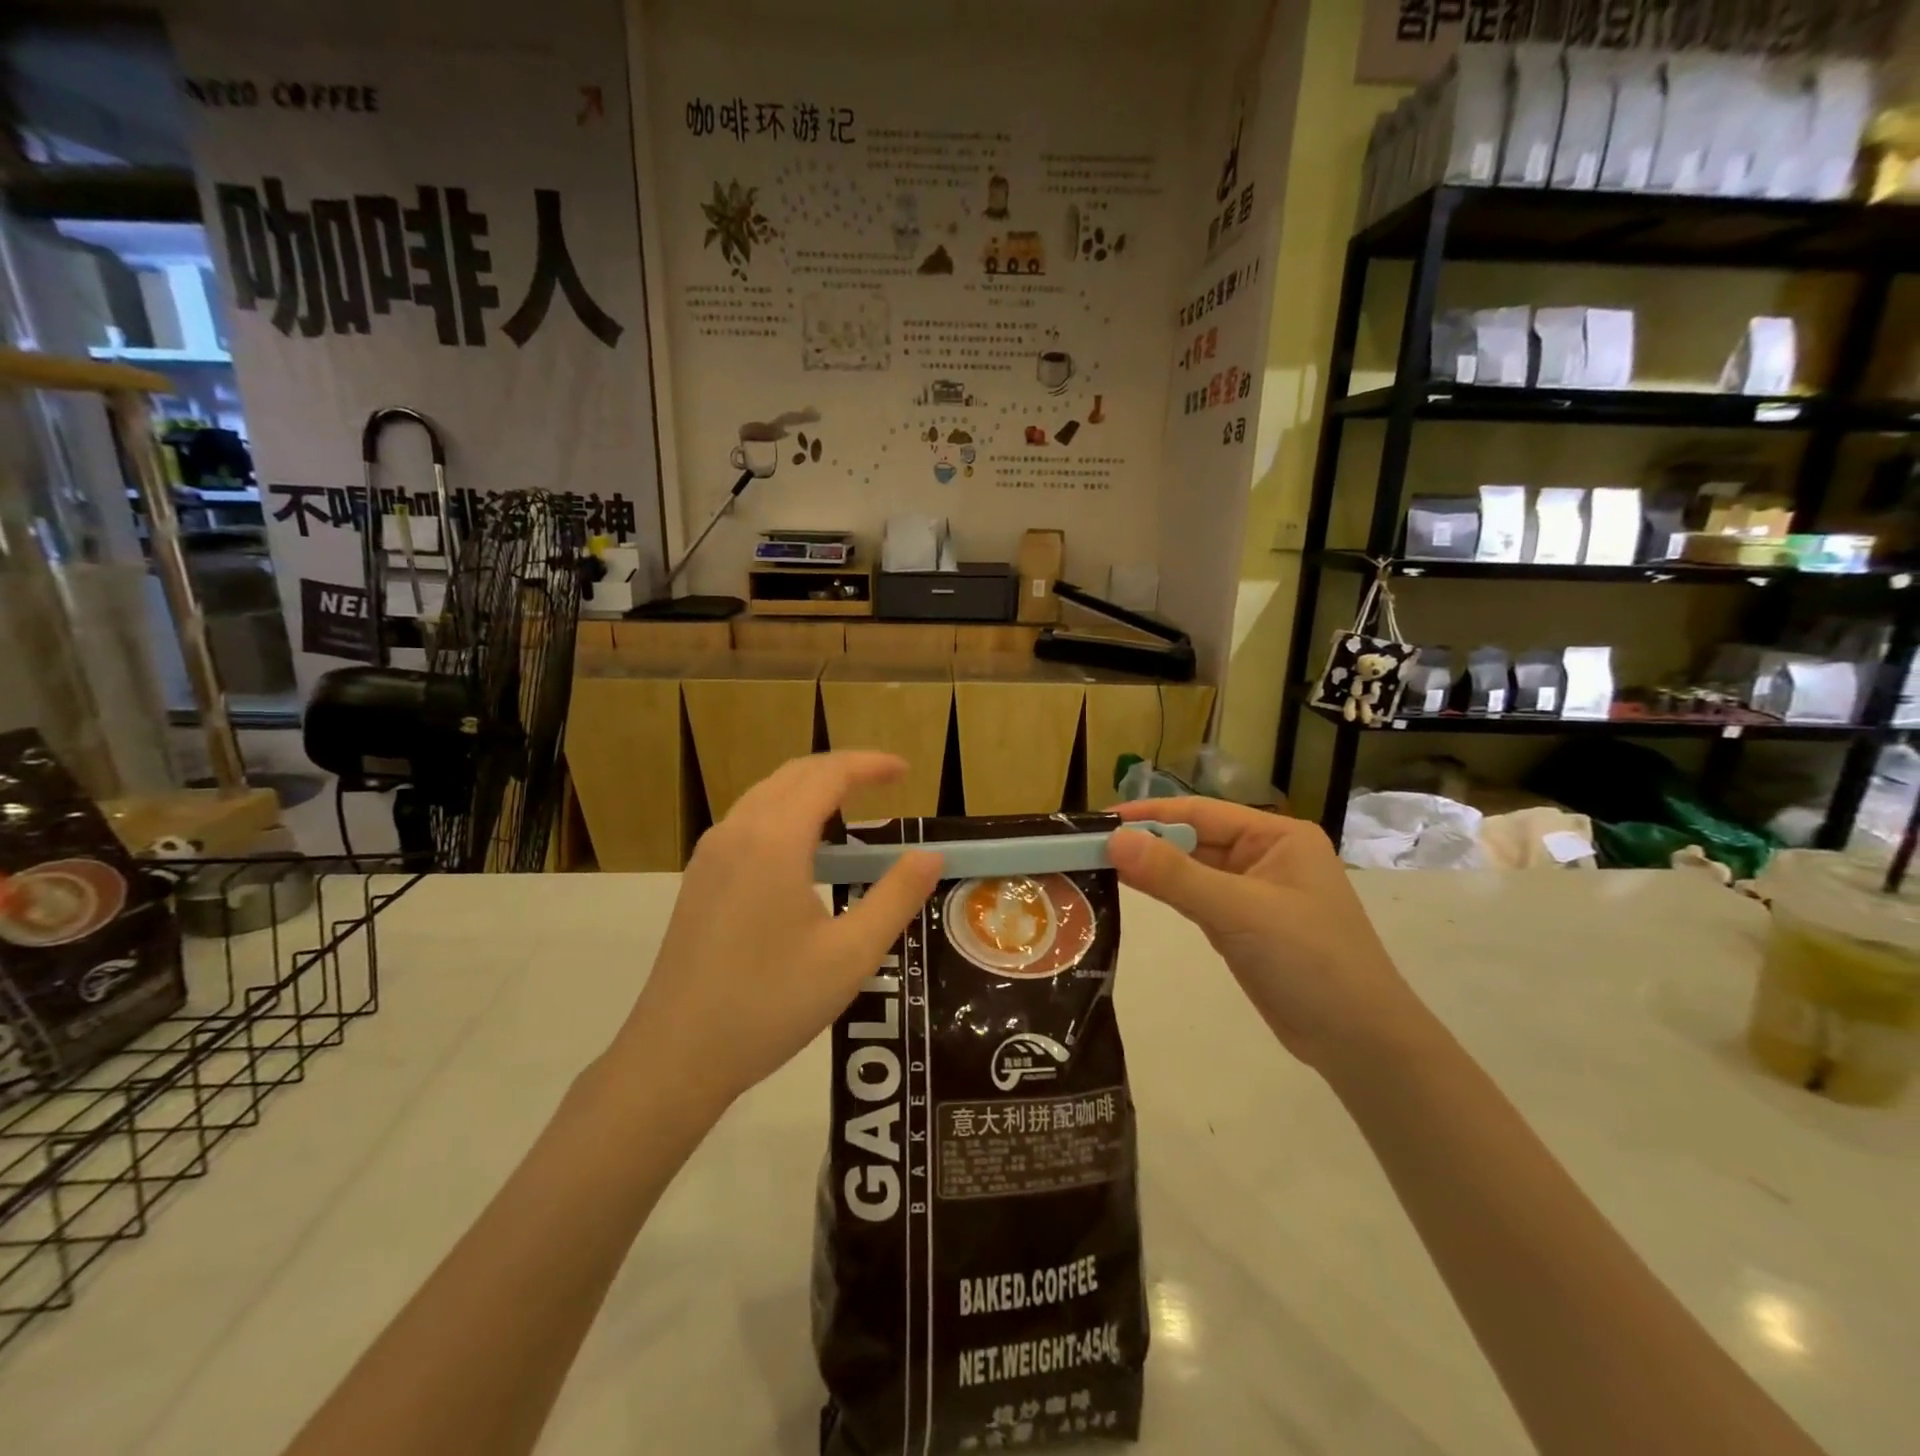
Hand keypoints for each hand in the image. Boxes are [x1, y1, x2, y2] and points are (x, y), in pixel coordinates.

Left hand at [610, 753, 942, 1115]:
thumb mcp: (850, 955)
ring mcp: (711, 854)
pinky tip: (803, 847)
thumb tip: (931, 855)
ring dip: (811, 787)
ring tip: (851, 806)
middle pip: (794, 774)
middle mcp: (737, 832)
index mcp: (775, 840)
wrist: (676, 1056)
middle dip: (843, 768)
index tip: (906, 770)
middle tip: (886, 782)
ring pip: (766, 794)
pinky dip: (785, 811)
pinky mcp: (699, 878)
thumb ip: (896, 897)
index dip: (870, 765)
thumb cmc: (770, 1004)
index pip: (828, 776)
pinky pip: (747, 820)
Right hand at [1106, 799, 1425, 1070]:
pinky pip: (1195, 898)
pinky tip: (1131, 890)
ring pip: (1191, 870)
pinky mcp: (1242, 926)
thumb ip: (1175, 875)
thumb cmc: (1309, 961)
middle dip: (1145, 841)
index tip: (1098, 820)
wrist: (1358, 1042)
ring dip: (1151, 867)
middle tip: (1088, 845)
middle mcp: (1264, 856)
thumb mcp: (1239, 911)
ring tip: (1098, 863)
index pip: (1200, 813)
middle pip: (1193, 839)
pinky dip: (1165, 894)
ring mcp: (1253, 892)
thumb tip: (1114, 840)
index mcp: (1276, 836)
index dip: (1148, 814)